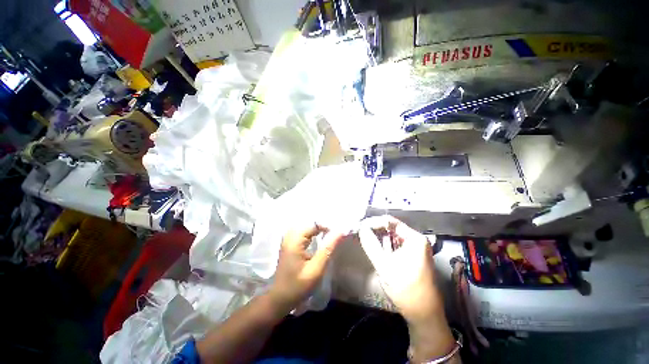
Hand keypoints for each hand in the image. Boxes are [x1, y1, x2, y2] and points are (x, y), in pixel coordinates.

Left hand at [269, 224, 345, 311]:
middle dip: (324, 225)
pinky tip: (321, 237)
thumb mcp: (316, 269)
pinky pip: (304, 232)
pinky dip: (314, 232)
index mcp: (294, 240)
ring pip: (307, 226)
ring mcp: (289, 239)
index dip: (328, 226)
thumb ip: (328, 248)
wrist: (280, 298)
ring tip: (332, 233)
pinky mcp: (291, 243)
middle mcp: (290, 236)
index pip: (314, 224)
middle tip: (337, 232)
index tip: (340, 232)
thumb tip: (340, 232)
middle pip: (310, 223)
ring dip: (320, 228)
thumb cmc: (298, 286)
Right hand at [358, 216, 443, 321]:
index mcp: (415, 238)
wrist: (423, 314)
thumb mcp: (384, 265)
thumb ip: (371, 244)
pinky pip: (396, 245)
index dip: (374, 222)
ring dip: (379, 237)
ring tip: (365, 238)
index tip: (361, 226)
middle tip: (361, 233)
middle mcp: (417, 239)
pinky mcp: (413, 256)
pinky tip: (376, 247)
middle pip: (392, 228)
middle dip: (376, 229)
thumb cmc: (406, 289)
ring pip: (393, 236)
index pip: (390, 221)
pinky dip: (385, 245)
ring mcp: (416, 248)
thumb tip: (361, 228)